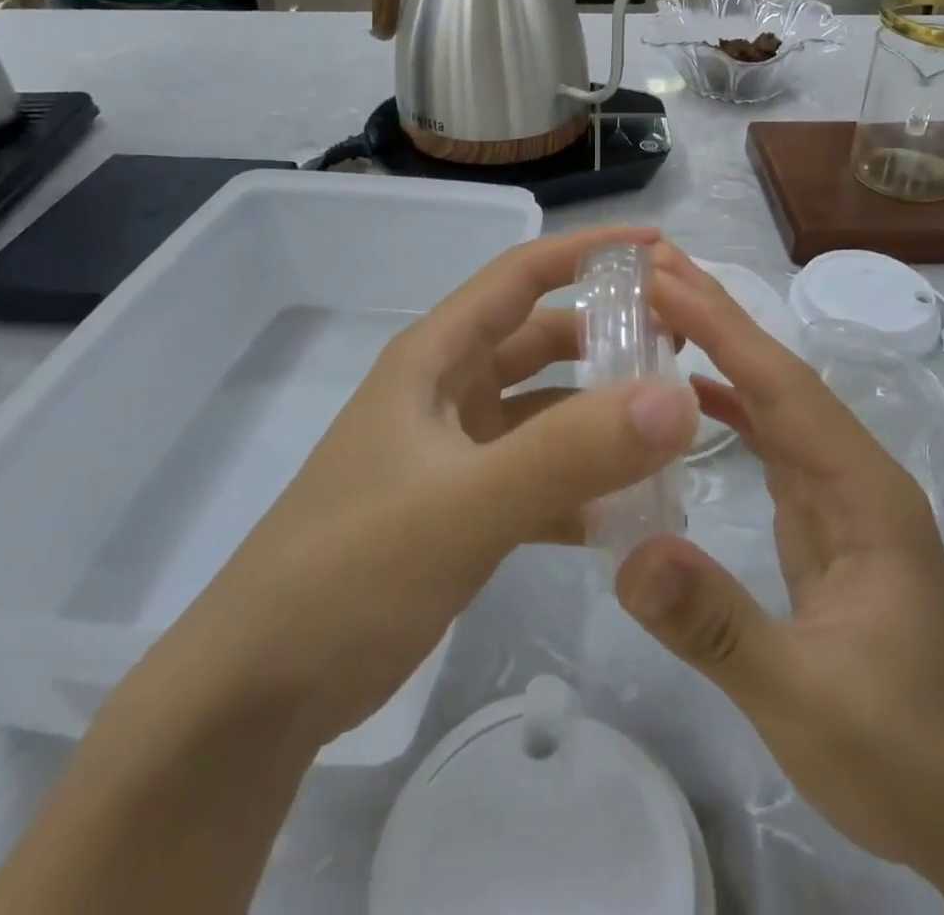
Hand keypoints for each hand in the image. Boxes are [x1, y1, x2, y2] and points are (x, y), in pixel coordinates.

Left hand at [0, 226, 703, 914]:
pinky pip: (538, 474)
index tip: (662, 249)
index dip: (590, 252)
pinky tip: (628, 512)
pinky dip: (581, 483)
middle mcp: (447, 390)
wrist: (256, 695)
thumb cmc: (349, 573)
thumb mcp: (463, 506)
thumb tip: (677, 399)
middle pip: (544, 340)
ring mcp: (455, 449)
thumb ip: (570, 453)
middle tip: (686, 354)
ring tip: (673, 433)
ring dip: (602, 416)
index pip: (522, 275)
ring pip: (546, 410)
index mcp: (436, 358)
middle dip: (611, 337)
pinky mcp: (462, 504)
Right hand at [616, 247, 943, 875]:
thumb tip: (629, 554)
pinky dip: (731, 408)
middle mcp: (855, 474)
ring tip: (663, 311)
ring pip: (775, 404)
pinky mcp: (825, 521)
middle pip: (781, 378)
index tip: (664, 277)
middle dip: (720, 317)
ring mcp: (842, 496)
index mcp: (864, 491)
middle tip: (654, 267)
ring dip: (723, 352)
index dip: (723, 328)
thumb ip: (717, 625)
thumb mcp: (804, 697)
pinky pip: (772, 444)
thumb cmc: (902, 755)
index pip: (783, 387)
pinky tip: (694, 397)